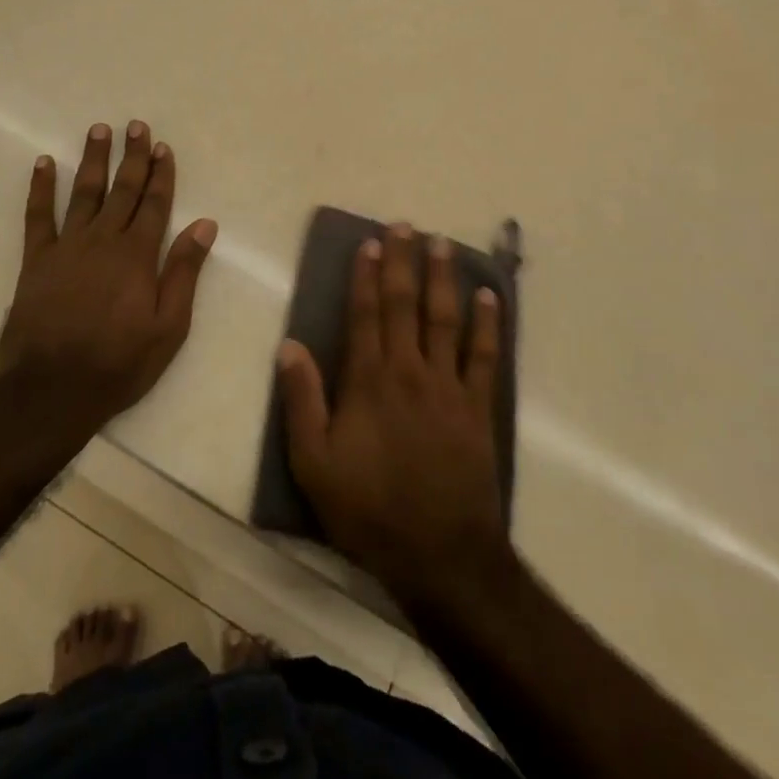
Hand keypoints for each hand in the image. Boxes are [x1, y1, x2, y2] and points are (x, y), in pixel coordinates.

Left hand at [0, 121, 216, 430]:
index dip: (161, 174)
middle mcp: (103, 240)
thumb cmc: (119, 363)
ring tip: (99, 129)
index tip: (163, 147)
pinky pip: (38, 216)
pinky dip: (40, 188)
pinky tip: (43, 164)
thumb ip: (184, 272)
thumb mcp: (169, 326)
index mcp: (137, 256)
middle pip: (123, 190)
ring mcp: (67, 247)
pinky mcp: (36, 260)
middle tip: (136, 126)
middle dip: (132, 157)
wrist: (52, 390)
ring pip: (84, 193)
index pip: (155, 204)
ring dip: (93, 160)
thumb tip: (205, 225)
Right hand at [277, 224, 510, 610]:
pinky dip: (488, 323)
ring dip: (443, 278)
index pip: (366, 314)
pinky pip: (486, 355)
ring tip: (442, 243)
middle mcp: (409, 370)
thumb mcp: (314, 463)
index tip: (368, 243)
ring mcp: (449, 386)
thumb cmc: (369, 509)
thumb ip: (302, 400)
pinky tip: (489, 296)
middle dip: (403, 261)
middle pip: (406, 304)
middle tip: (404, 225)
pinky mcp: (479, 407)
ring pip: (445, 319)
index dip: (366, 275)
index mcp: (369, 380)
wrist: (440, 554)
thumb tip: (290, 345)